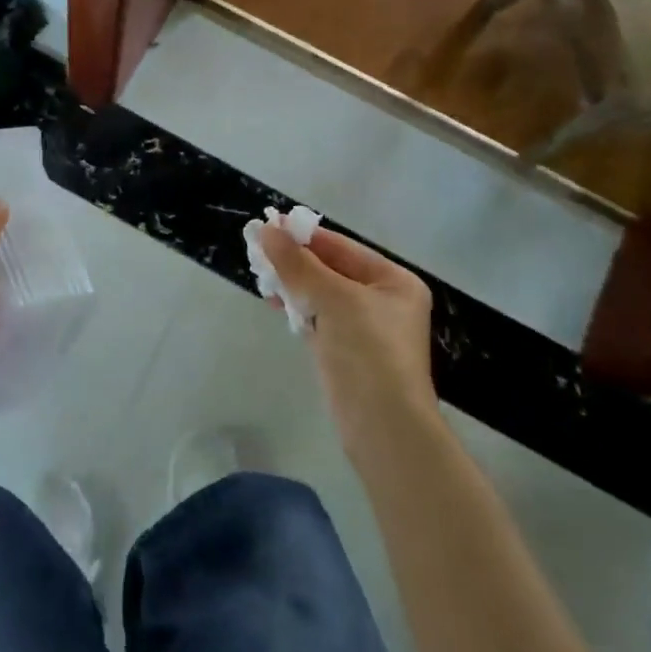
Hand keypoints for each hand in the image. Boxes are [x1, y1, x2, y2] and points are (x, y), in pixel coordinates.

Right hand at [259, 225, 436, 452]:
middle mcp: (382, 301)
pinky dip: (296, 309)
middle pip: (331, 270)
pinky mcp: (344, 352)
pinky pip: (316, 319)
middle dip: (295, 261)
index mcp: (393, 281)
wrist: (382, 426)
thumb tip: (267, 230)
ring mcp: (363, 328)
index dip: (305, 236)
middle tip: (256, 250)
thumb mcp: (333, 298)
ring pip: (320, 295)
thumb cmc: (367, 351)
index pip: (343, 248)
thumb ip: (298, 264)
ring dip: (292, 283)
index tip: (269, 225)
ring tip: (259, 275)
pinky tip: (273, 302)